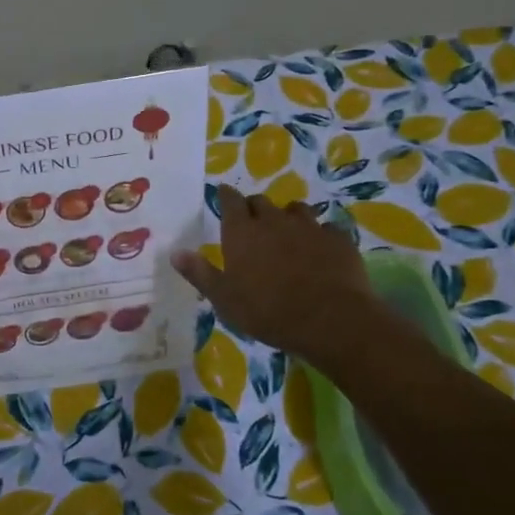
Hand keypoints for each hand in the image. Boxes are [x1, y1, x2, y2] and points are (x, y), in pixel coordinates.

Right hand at [172, 184, 377, 357]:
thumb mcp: (224, 299)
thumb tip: (175, 252)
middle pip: (261, 202)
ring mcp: (310, 228)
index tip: (223, 194)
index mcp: (242, 233)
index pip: (230, 201)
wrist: (330, 320)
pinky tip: (321, 248)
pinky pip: (327, 228)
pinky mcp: (338, 240)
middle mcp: (274, 221)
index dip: (226, 196)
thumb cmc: (268, 312)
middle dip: (254, 207)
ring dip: (287, 216)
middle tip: (251, 221)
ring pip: (296, 209)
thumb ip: (200, 273)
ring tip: (287, 231)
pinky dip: (321, 235)